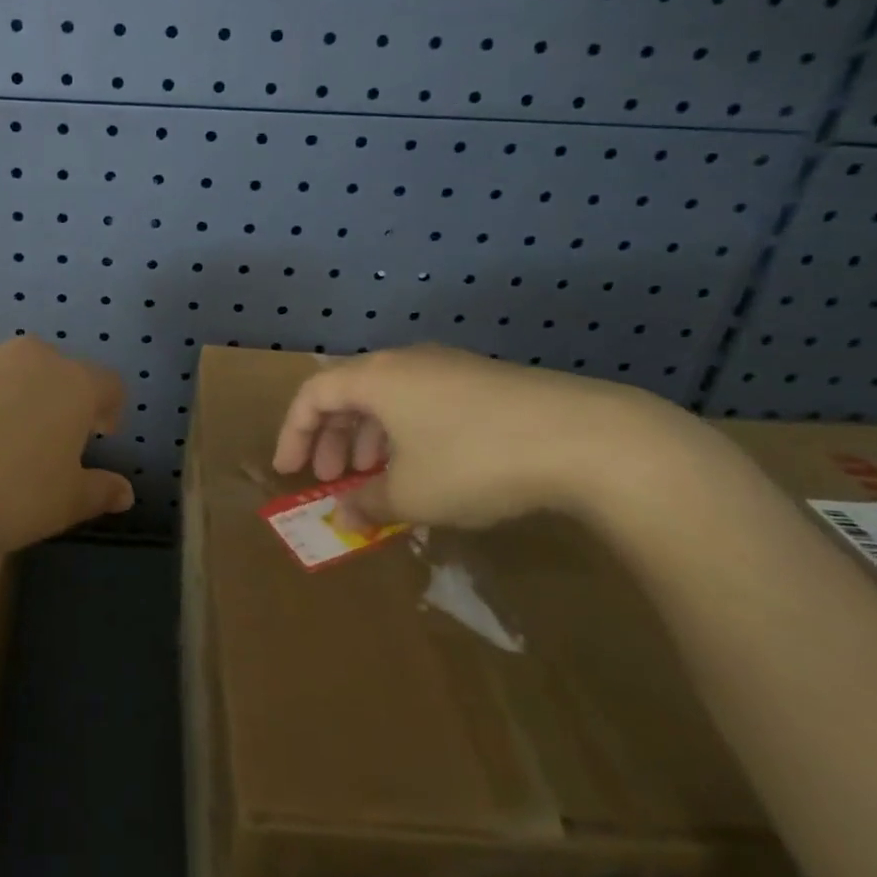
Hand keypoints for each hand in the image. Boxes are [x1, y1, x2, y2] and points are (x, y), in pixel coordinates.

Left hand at [0, 337, 133, 563]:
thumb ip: (98, 492)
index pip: (109, 385)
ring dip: (4, 402)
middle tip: (41, 447)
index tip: (101, 435)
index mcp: (71, 384)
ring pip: (1, 375)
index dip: (110, 409)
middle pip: (54, 374)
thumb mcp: (61, 506)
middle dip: (55, 404)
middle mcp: (26, 358)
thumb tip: (124, 491)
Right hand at [271, 344, 695, 530]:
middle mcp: (406, 362)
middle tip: (333, 479)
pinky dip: (406, 435)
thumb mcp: (413, 494)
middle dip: (333, 438)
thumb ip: (368, 504)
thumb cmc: (475, 461)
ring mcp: (449, 368)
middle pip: (349, 393)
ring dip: (370, 438)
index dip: (293, 433)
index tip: (289, 471)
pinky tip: (425, 469)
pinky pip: (423, 403)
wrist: (586, 438)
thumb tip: (344, 514)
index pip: (313, 394)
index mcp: (376, 377)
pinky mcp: (484, 382)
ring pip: (389, 399)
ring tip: (376, 480)